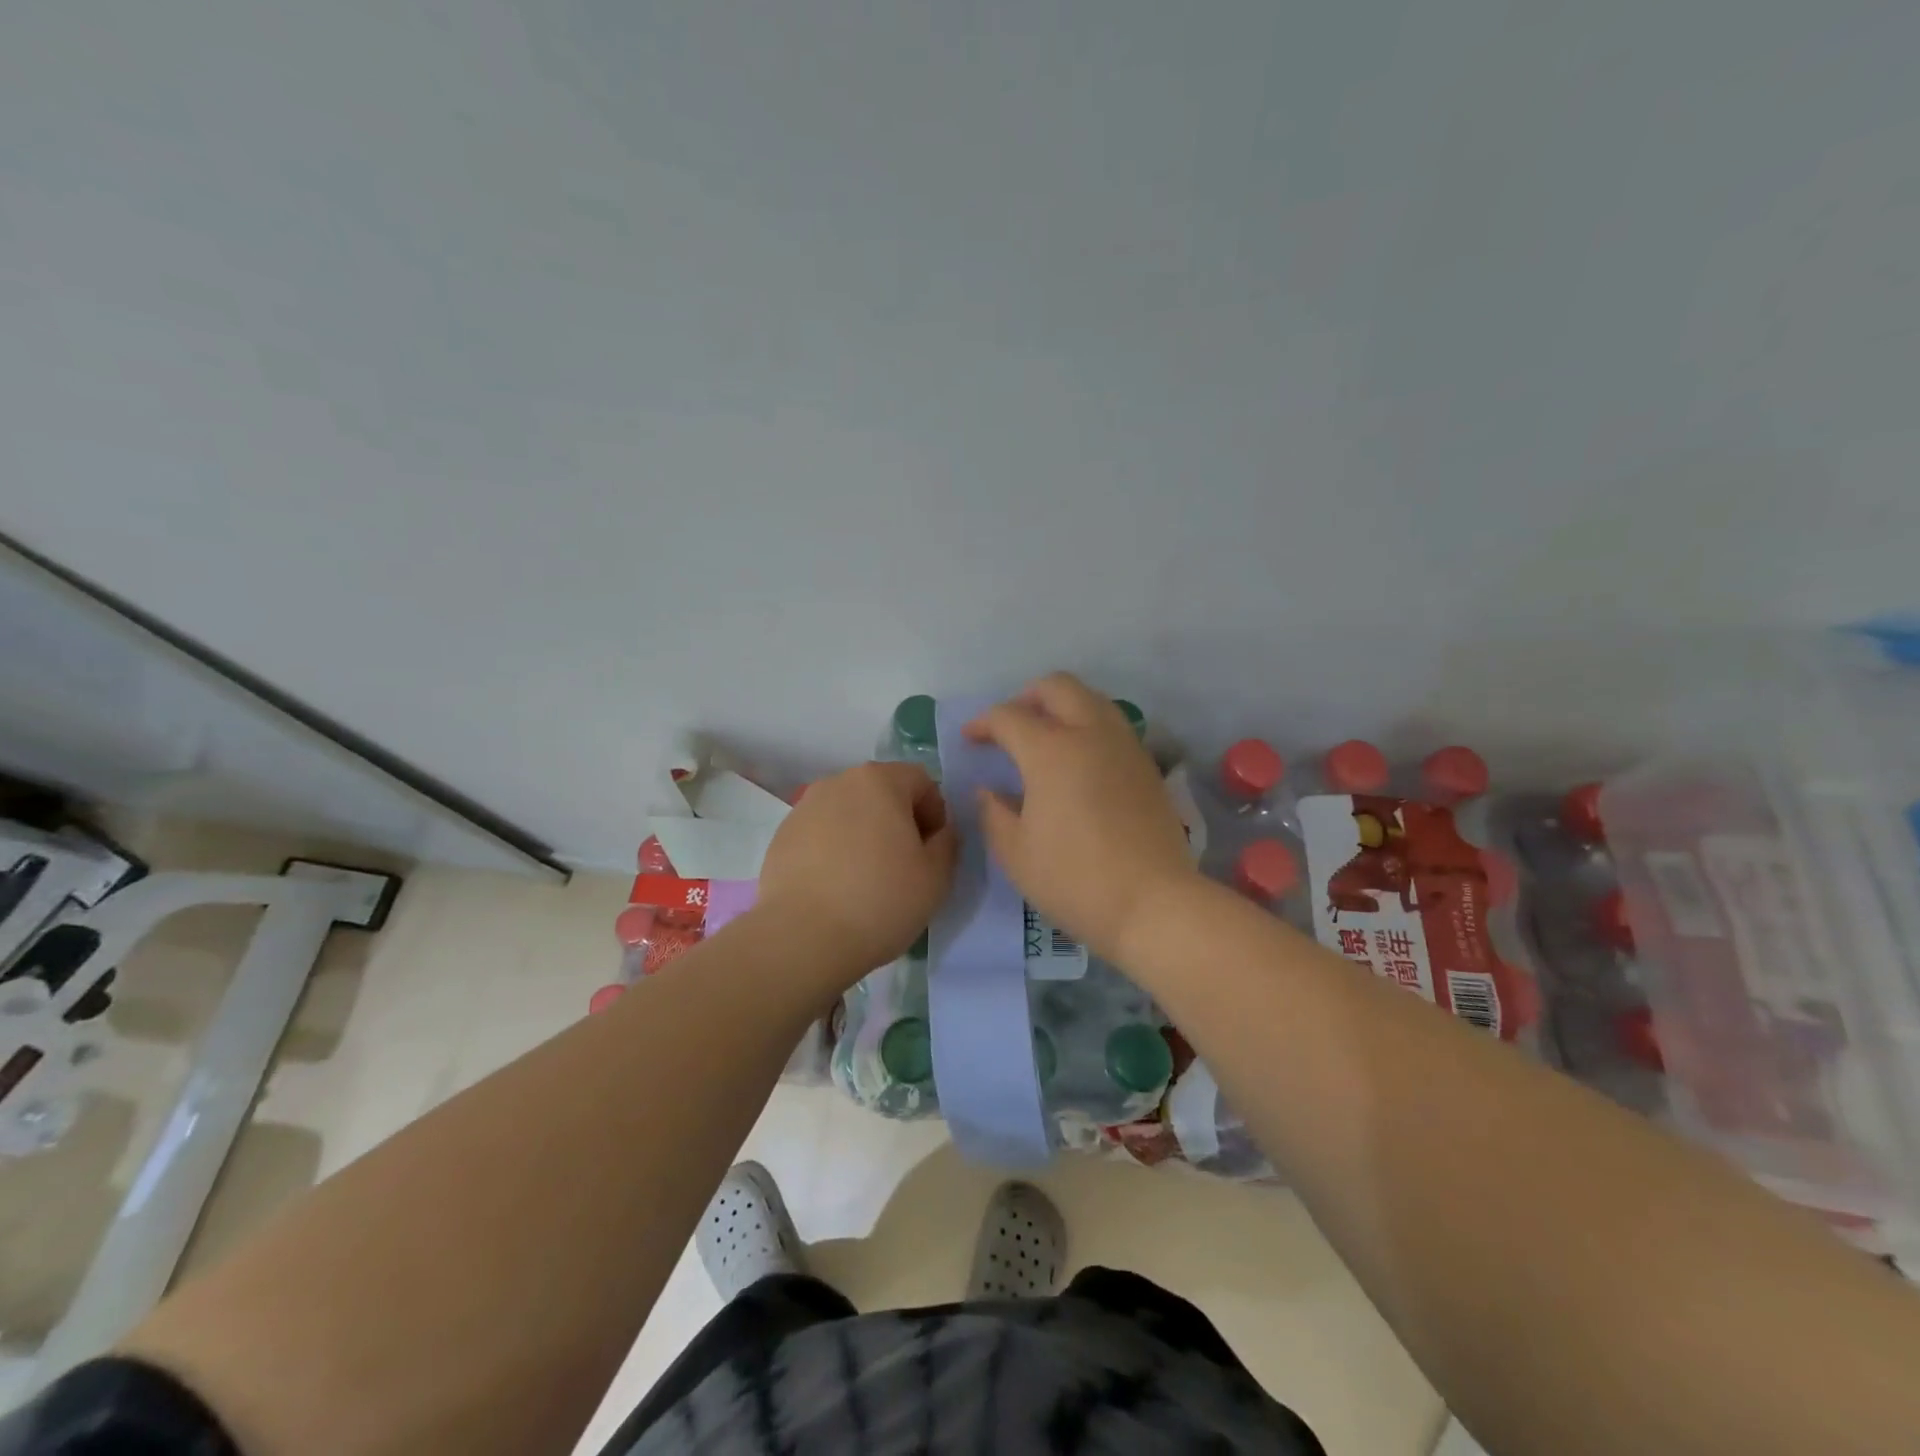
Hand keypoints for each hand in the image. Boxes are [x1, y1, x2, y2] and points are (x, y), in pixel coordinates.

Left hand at [754, 761, 959, 978]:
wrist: (803, 938)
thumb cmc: (880, 900)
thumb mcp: (936, 876)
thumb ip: (947, 842)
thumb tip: (939, 832)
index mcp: (879, 781)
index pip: (921, 780)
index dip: (935, 813)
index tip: (932, 850)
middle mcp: (838, 782)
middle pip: (881, 792)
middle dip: (898, 820)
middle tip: (904, 864)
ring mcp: (804, 807)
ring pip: (849, 812)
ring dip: (864, 834)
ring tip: (866, 878)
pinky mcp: (781, 836)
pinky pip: (821, 833)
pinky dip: (834, 849)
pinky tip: (836, 887)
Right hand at [964, 673, 1197, 962]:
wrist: (1153, 903)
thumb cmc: (1074, 880)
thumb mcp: (1016, 854)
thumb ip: (994, 813)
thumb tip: (989, 790)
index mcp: (1051, 751)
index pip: (1009, 717)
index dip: (983, 723)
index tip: (970, 739)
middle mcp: (1090, 734)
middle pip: (1057, 686)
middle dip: (1026, 697)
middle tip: (1010, 726)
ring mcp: (1124, 746)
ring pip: (1091, 699)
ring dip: (1062, 707)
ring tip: (1045, 738)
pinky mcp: (1147, 765)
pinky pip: (1112, 725)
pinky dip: (1088, 726)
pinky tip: (1078, 761)